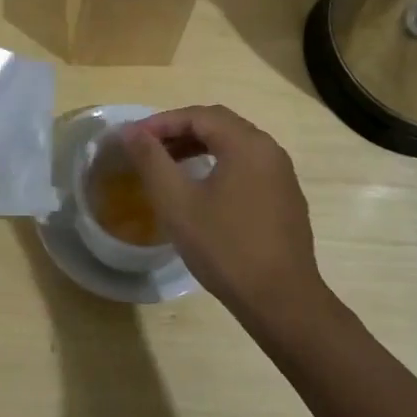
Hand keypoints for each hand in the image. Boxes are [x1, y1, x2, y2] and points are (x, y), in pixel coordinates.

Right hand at [120, 105, 322, 319]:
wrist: (281, 301)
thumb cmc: (225, 247)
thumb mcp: (177, 202)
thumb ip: (151, 161)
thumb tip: (131, 132)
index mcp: (247, 144)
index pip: (199, 115)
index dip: (162, 122)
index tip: (133, 139)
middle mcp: (270, 150)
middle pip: (219, 125)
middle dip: (179, 131)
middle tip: (148, 148)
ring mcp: (282, 175)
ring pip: (234, 146)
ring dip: (199, 148)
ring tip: (168, 166)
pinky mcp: (285, 199)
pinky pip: (247, 167)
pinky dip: (219, 165)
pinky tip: (201, 191)